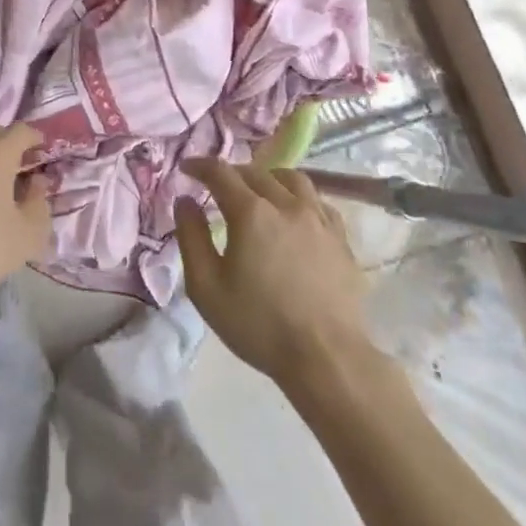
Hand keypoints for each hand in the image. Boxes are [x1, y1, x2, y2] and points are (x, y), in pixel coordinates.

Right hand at [174, 159, 379, 389]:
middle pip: (255, 172)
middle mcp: (286, 204)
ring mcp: (318, 219)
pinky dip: (300, 198)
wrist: (327, 359)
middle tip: (218, 187)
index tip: (187, 169)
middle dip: (232, 174)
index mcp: (251, 212)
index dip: (200, 166)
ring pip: (292, 179)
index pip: (221, 173)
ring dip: (268, 178)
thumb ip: (191, 237)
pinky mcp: (341, 239)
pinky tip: (294, 215)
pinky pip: (318, 202)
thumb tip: (184, 201)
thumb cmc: (259, 325)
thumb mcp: (206, 287)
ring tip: (259, 192)